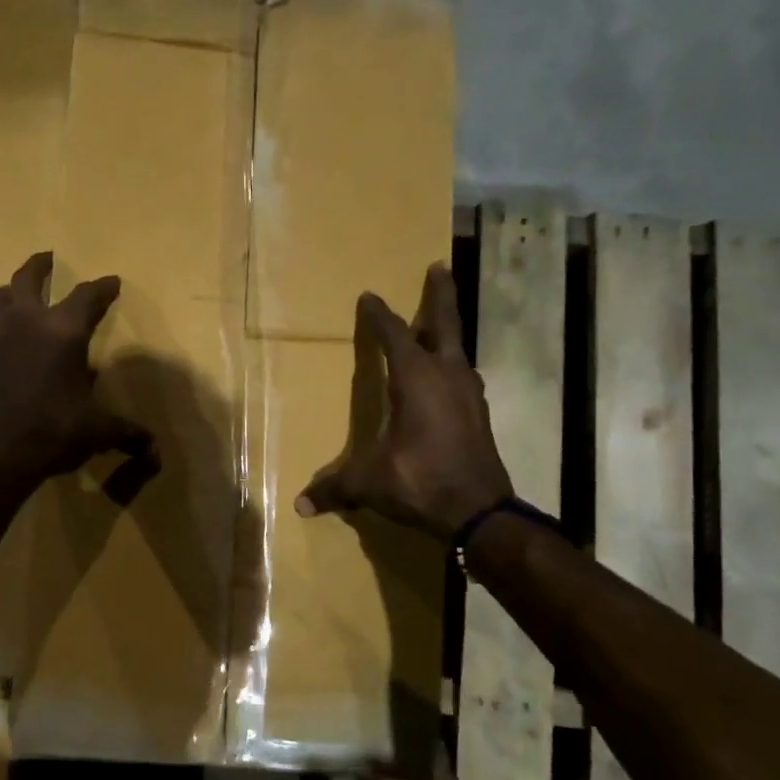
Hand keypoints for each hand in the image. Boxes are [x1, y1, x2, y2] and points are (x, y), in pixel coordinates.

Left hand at [0, 252, 154, 485]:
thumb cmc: (54, 431)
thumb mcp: (98, 431)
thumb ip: (126, 433)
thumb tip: (154, 451)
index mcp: (63, 332)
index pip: (87, 297)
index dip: (102, 288)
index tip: (112, 282)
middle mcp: (28, 324)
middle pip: (28, 279)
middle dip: (41, 266)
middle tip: (48, 258)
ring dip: (9, 289)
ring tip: (16, 292)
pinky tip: (5, 336)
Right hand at [295, 264, 510, 541]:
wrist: (478, 512)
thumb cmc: (419, 481)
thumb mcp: (369, 482)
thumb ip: (335, 488)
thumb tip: (300, 505)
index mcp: (416, 379)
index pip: (394, 335)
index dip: (379, 316)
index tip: (369, 296)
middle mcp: (446, 376)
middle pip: (444, 323)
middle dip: (439, 294)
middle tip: (439, 267)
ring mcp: (469, 394)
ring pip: (458, 349)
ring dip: (448, 330)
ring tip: (438, 323)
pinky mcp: (479, 414)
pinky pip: (464, 375)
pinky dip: (453, 364)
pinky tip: (448, 376)